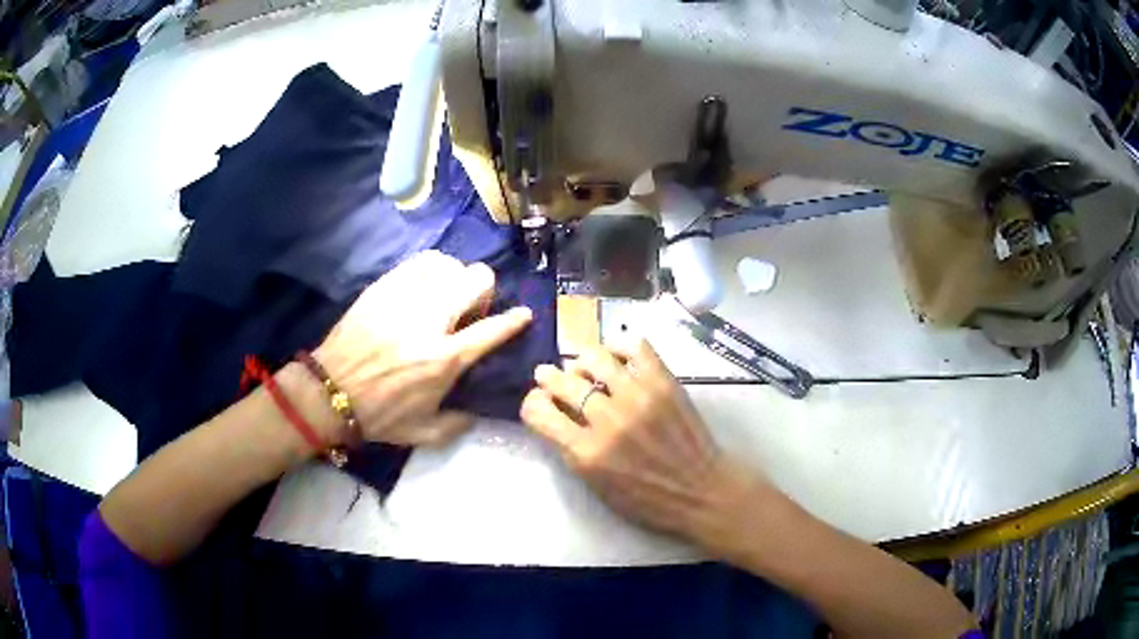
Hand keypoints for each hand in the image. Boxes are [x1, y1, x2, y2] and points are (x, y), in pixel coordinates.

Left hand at [315, 250, 531, 447]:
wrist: (329, 392)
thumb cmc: (379, 415)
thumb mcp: (425, 433)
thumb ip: (459, 423)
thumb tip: (476, 411)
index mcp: (444, 359)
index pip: (492, 329)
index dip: (515, 320)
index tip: (523, 315)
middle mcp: (430, 321)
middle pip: (476, 280)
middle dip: (484, 291)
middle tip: (470, 310)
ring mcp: (404, 299)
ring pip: (448, 264)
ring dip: (456, 278)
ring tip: (445, 296)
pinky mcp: (382, 288)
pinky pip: (418, 263)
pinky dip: (431, 270)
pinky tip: (425, 287)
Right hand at [520, 339, 756, 542]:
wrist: (701, 492)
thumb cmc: (647, 500)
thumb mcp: (596, 486)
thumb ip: (571, 450)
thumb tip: (554, 415)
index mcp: (587, 453)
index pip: (538, 412)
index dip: (531, 404)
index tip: (538, 403)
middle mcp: (608, 420)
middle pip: (562, 381)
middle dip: (548, 378)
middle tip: (550, 377)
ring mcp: (638, 397)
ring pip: (594, 357)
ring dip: (581, 361)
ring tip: (585, 368)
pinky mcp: (664, 383)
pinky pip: (635, 347)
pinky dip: (620, 346)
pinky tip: (616, 356)